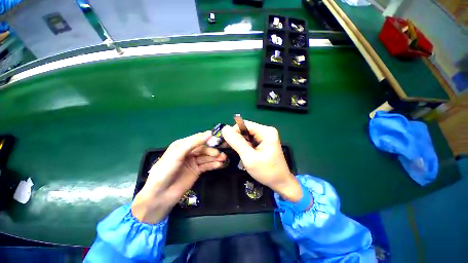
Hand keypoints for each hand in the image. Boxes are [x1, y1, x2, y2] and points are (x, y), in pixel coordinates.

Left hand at [131, 131, 226, 223]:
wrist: (160, 195)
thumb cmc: (166, 171)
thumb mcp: (178, 154)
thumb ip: (193, 143)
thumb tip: (209, 133)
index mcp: (182, 145)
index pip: (197, 139)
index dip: (207, 138)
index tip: (218, 138)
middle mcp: (188, 152)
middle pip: (203, 149)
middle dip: (212, 151)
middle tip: (221, 154)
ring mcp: (193, 162)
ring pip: (206, 157)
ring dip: (215, 158)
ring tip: (224, 159)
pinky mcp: (196, 171)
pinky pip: (206, 165)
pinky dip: (213, 165)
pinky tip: (220, 165)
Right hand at [221, 120, 302, 202]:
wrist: (281, 182)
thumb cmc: (267, 172)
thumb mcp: (249, 158)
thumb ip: (237, 142)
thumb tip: (224, 129)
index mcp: (266, 131)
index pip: (244, 124)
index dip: (233, 132)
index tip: (227, 144)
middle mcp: (266, 130)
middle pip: (245, 129)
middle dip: (237, 138)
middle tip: (231, 150)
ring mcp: (266, 135)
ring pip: (247, 134)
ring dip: (240, 142)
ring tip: (239, 153)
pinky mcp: (264, 141)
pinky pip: (250, 139)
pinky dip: (245, 145)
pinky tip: (244, 153)